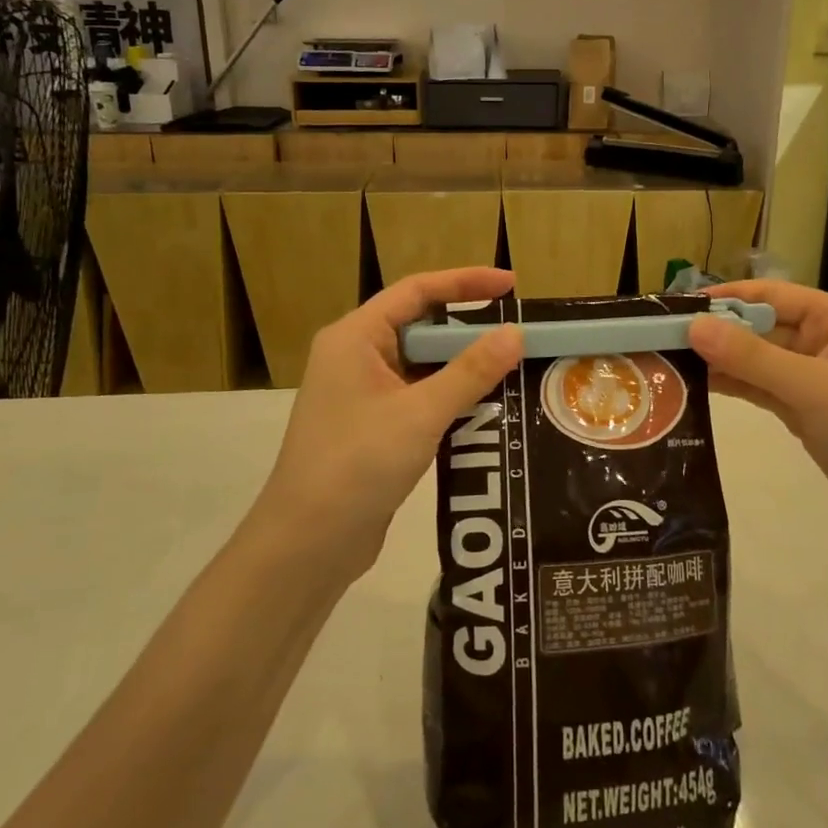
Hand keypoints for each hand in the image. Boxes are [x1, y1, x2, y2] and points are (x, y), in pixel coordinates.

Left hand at [257, 268, 522, 582]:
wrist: (307, 544)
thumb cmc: (357, 464)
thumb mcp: (421, 413)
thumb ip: (471, 371)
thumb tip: (515, 334)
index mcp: (355, 337)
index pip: (416, 291)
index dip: (465, 282)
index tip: (511, 286)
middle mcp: (355, 357)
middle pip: (420, 326)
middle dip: (469, 329)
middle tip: (519, 334)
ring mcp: (362, 394)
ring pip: (422, 366)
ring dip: (463, 367)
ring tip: (514, 368)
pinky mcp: (373, 427)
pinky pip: (419, 397)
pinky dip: (451, 397)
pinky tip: (488, 408)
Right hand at [688, 281, 827, 541]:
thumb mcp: (813, 388)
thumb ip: (752, 357)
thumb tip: (694, 326)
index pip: (770, 296)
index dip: (724, 298)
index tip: (676, 306)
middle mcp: (824, 340)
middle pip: (760, 327)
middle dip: (716, 332)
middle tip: (661, 338)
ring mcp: (814, 376)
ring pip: (757, 359)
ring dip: (720, 361)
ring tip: (668, 362)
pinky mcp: (805, 408)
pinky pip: (762, 387)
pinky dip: (734, 385)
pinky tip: (696, 387)